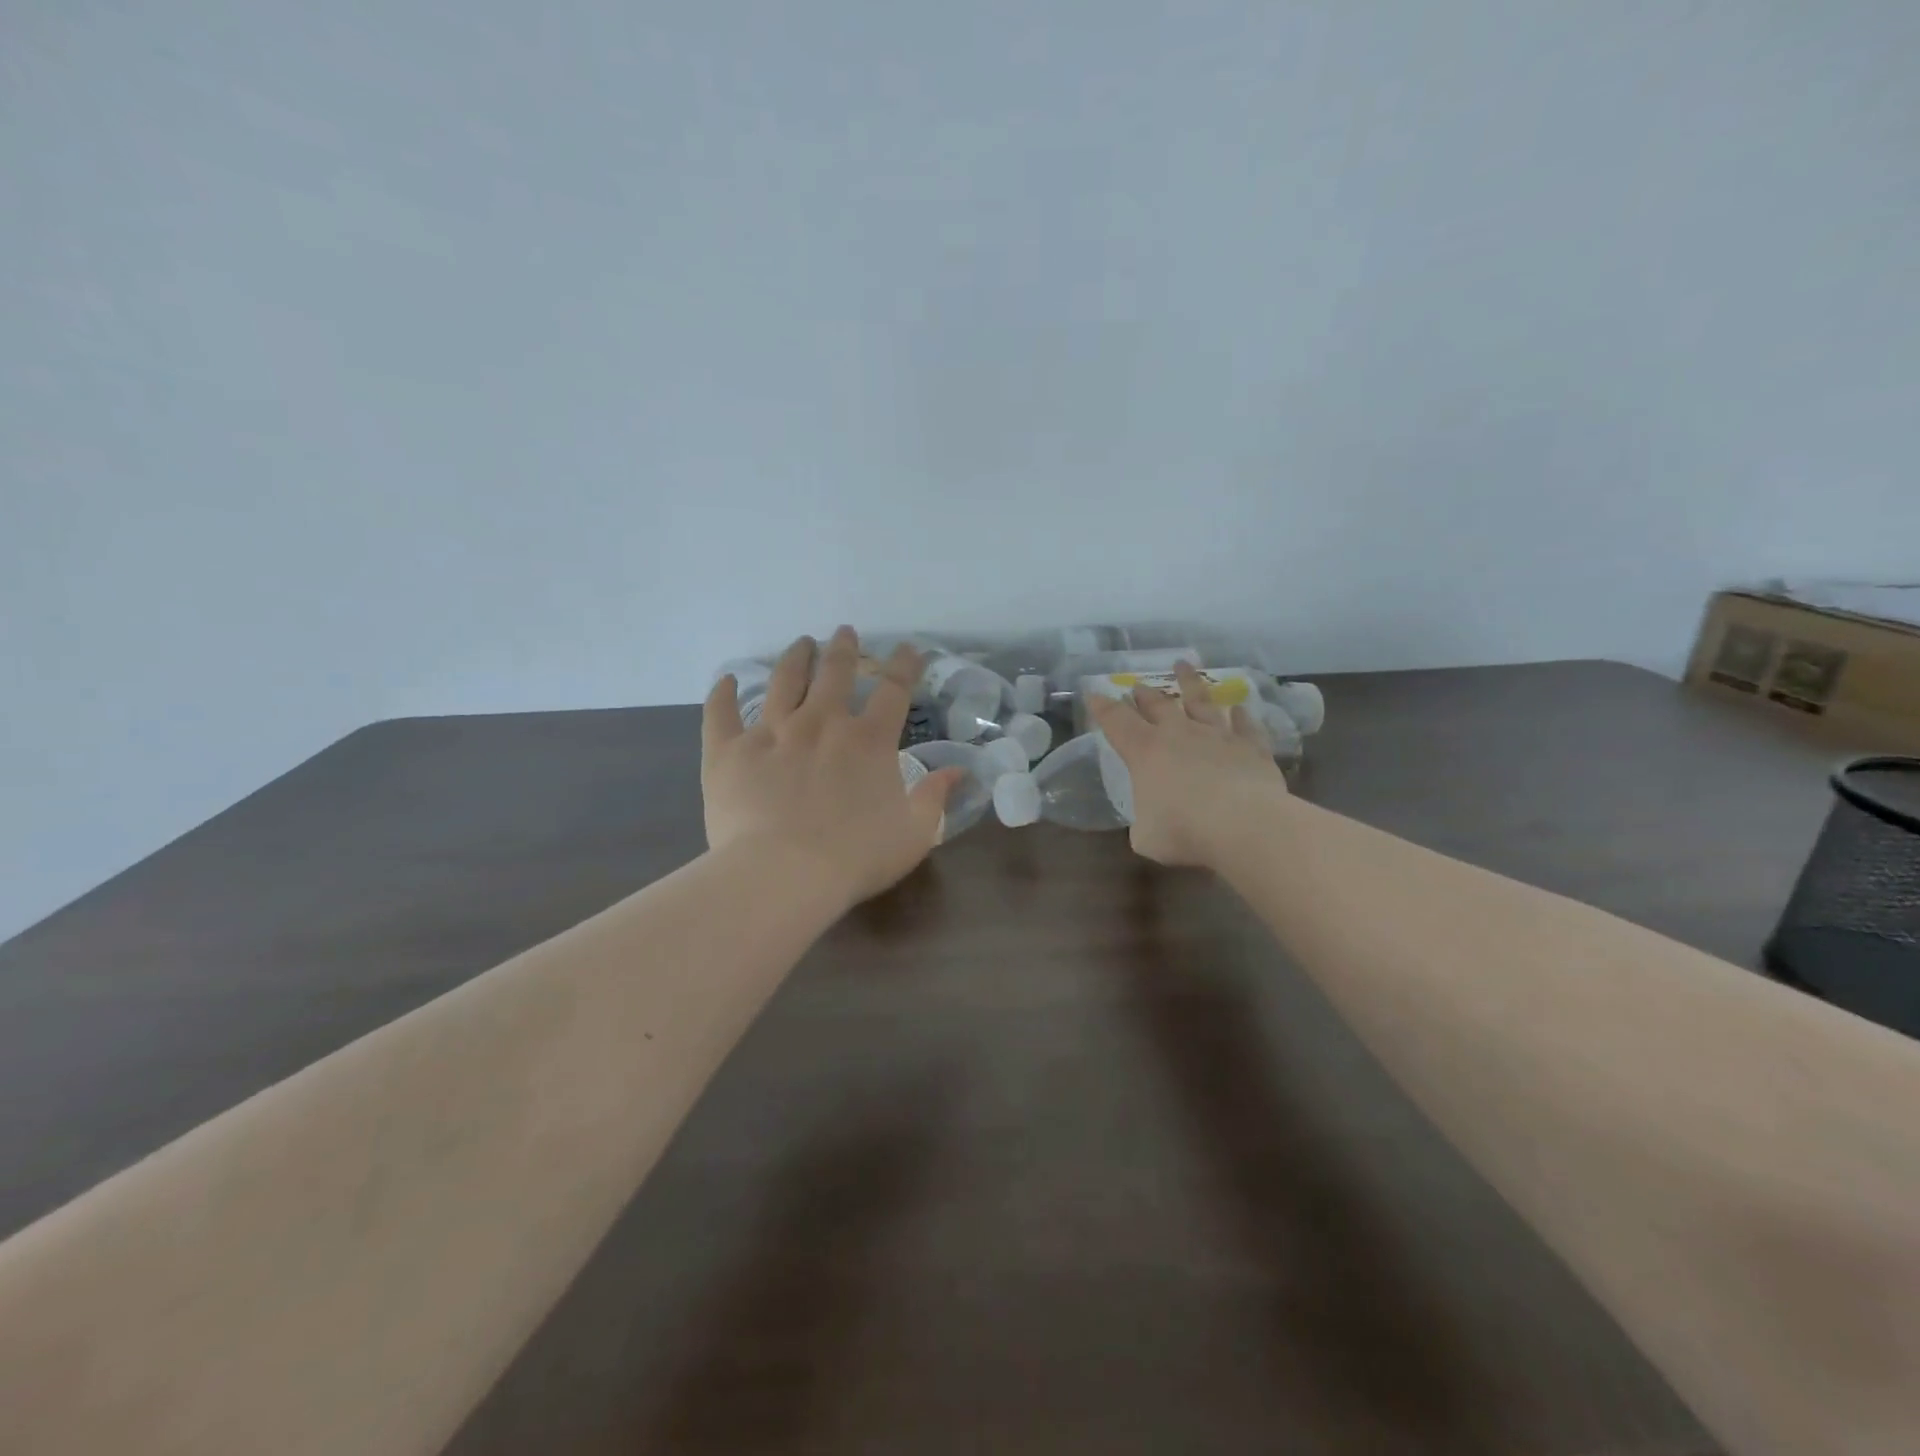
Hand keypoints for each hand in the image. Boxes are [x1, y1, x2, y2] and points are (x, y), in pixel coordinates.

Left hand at [703, 627, 961, 908]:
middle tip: (844, 632)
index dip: (904, 665)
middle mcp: (821, 723)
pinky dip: (723, 694)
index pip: (894, 689)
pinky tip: (726, 680)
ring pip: (784, 681)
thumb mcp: (914, 833)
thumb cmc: (855, 857)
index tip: (907, 649)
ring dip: (795, 658)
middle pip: (835, 673)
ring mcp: (772, 732)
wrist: (782, 875)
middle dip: (843, 648)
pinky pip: (721, 713)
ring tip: (801, 643)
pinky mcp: (729, 751)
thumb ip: (935, 797)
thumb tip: (959, 770)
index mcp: (868, 740)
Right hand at [1087, 660, 1288, 867]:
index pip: (1116, 721)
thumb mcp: (1146, 836)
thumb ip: (1145, 820)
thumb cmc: (1183, 830)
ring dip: (1190, 683)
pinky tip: (1239, 708)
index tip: (1093, 693)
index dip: (1102, 707)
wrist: (1244, 825)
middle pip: (1158, 705)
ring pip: (1201, 701)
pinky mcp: (1251, 746)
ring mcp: (1217, 736)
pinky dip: (1241, 716)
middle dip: (1144, 695)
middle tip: (1138, 686)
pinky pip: (1245, 725)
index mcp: (1145, 751)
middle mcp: (1179, 734)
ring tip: (1183, 665)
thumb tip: (1152, 819)